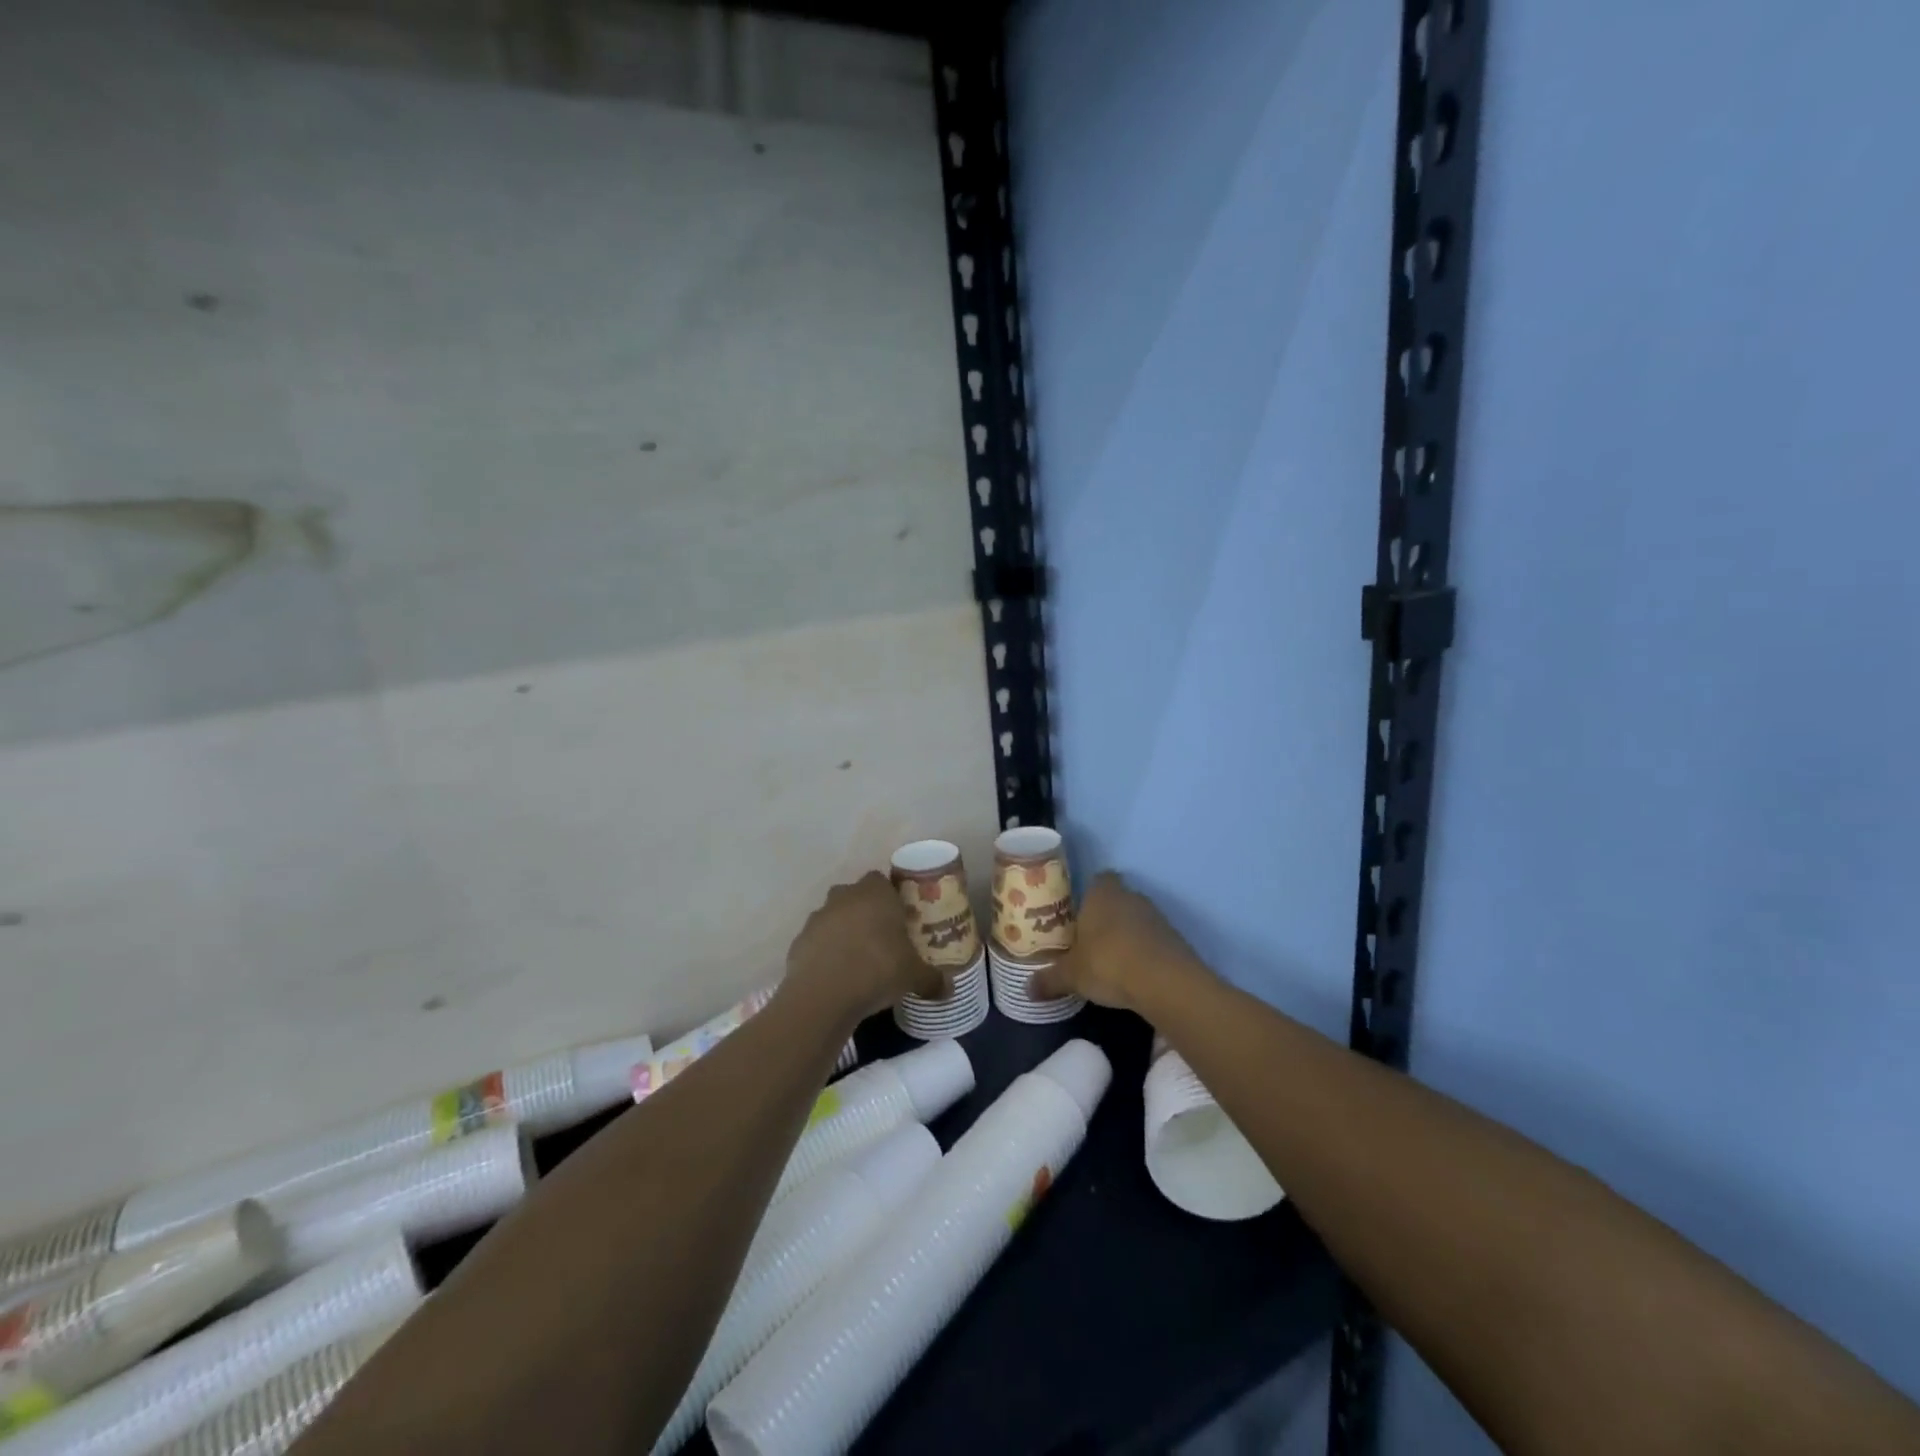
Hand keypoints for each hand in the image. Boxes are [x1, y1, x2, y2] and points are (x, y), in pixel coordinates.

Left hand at [786, 872, 947, 1023]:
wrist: (823, 995)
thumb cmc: (877, 970)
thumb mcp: (913, 976)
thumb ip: (932, 979)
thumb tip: (950, 990)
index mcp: (875, 894)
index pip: (882, 880)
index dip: (891, 897)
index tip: (900, 918)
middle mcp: (844, 897)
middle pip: (856, 896)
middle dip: (866, 912)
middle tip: (882, 937)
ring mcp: (818, 917)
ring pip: (834, 916)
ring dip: (844, 931)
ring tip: (859, 960)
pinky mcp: (799, 941)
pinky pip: (817, 941)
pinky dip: (825, 952)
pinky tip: (837, 976)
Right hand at [1029, 872, 1199, 1012]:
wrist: (1164, 981)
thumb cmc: (1108, 963)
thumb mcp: (1071, 975)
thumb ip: (1050, 979)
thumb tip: (1026, 989)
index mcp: (1101, 893)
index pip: (1097, 880)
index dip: (1088, 895)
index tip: (1078, 916)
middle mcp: (1130, 896)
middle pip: (1116, 900)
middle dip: (1104, 918)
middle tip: (1088, 942)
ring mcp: (1156, 915)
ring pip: (1135, 919)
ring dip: (1126, 935)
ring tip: (1111, 962)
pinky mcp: (1175, 938)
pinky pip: (1153, 940)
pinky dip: (1144, 952)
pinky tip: (1134, 974)